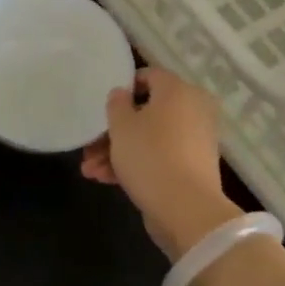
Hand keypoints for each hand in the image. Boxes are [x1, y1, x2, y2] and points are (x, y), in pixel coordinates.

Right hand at [81, 68, 239, 260]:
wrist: (186, 209)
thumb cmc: (150, 156)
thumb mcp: (122, 126)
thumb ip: (117, 103)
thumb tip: (122, 94)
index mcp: (178, 91)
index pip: (149, 76)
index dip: (124, 88)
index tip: (104, 107)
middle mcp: (192, 110)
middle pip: (146, 112)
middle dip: (114, 131)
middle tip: (90, 148)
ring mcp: (194, 140)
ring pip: (150, 137)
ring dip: (119, 152)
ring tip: (90, 171)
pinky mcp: (192, 167)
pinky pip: (161, 156)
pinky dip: (137, 164)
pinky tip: (106, 179)